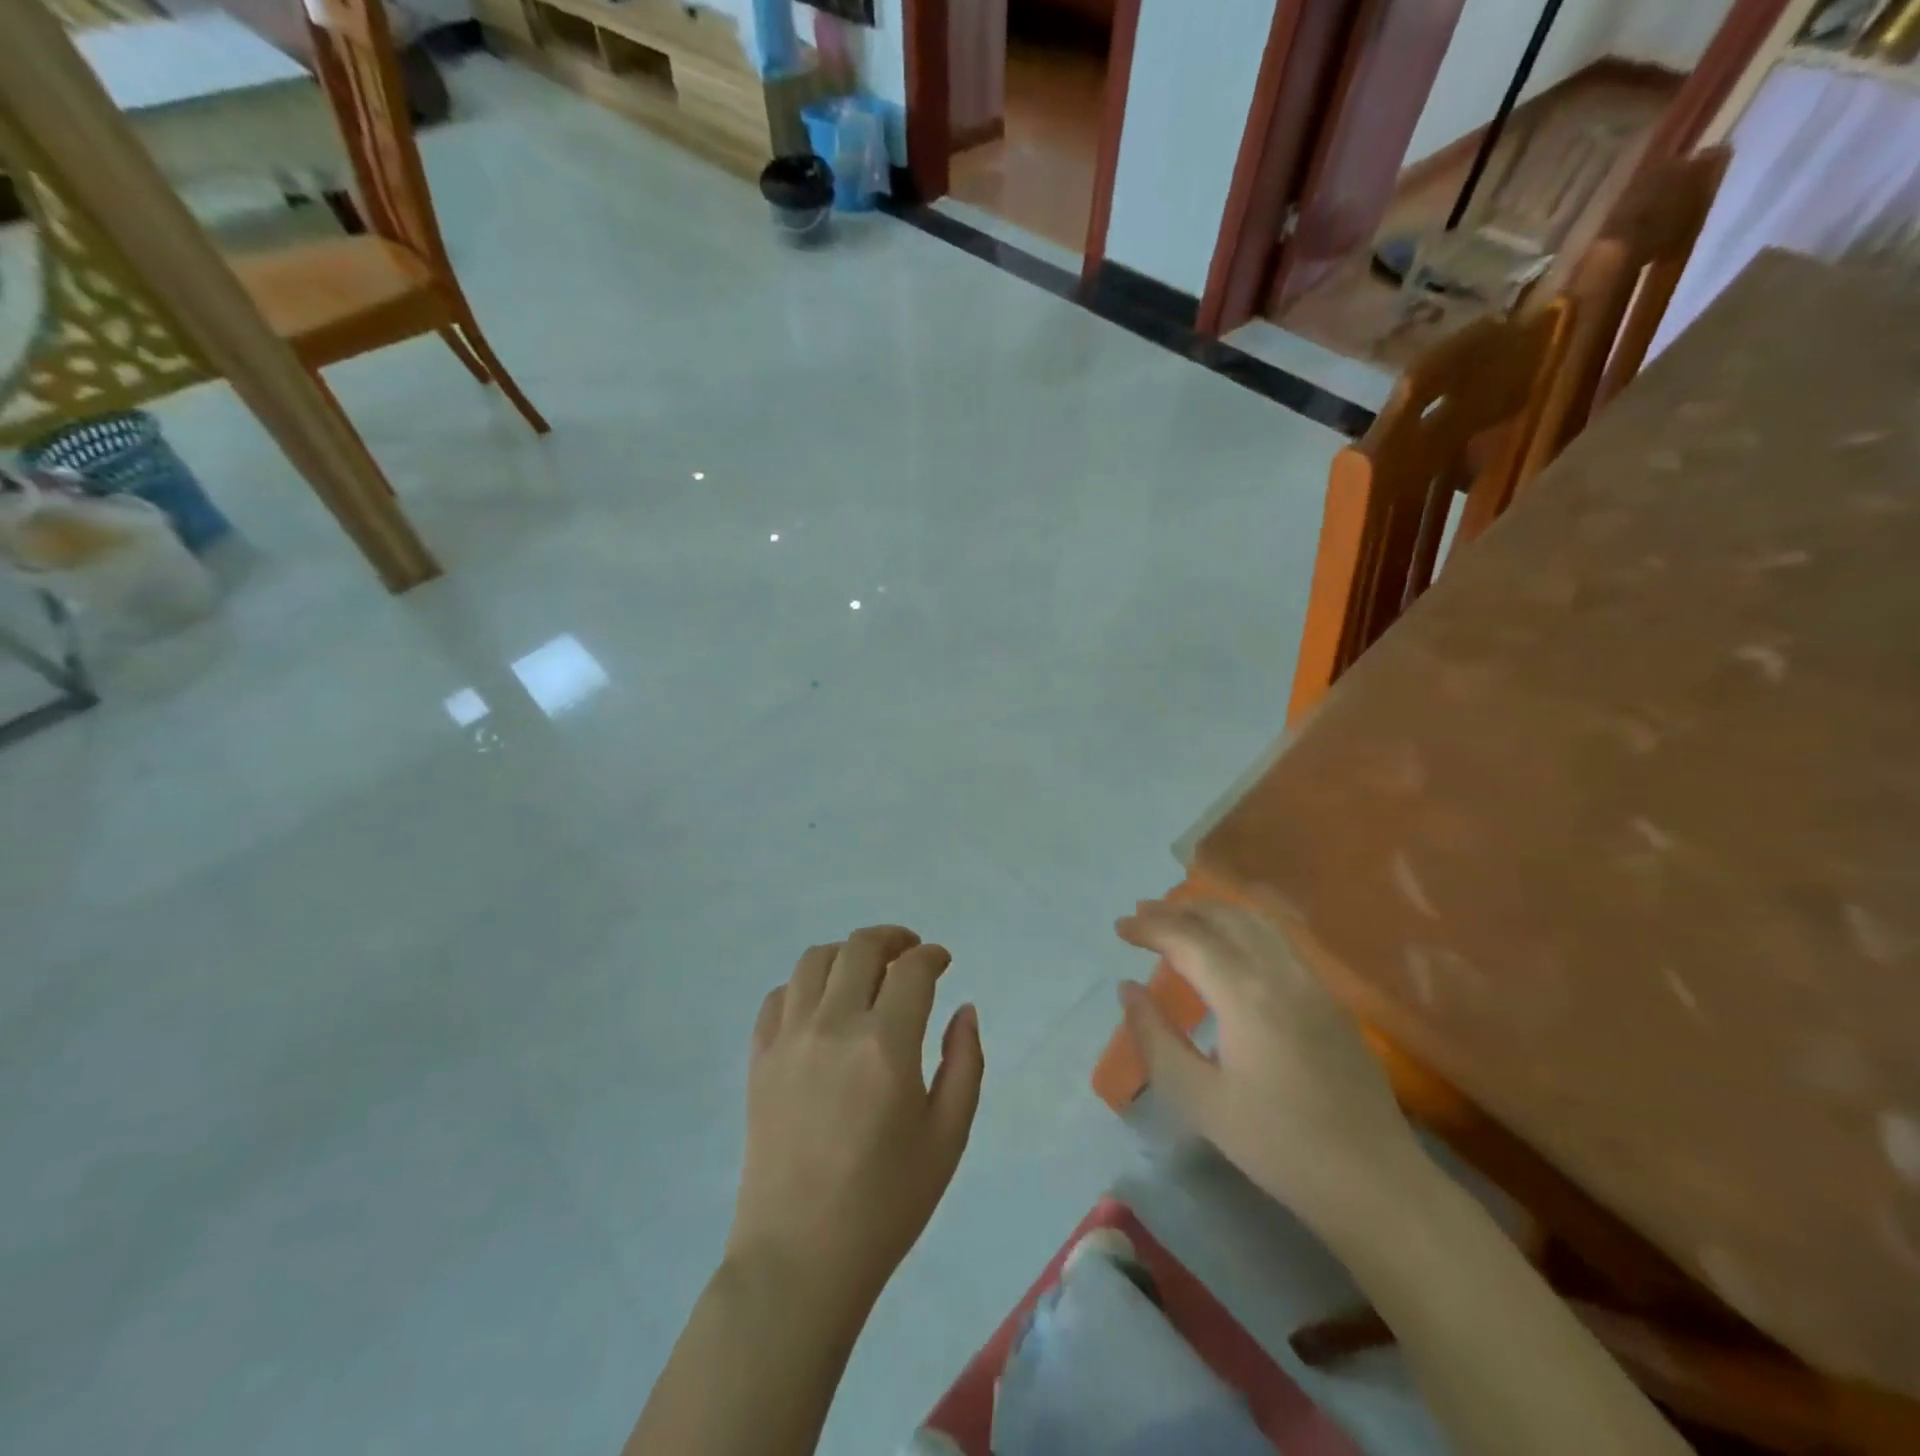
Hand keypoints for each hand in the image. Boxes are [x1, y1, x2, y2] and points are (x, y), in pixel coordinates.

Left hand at [727, 926, 984, 1319]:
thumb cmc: (886, 1203)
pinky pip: (779, 996)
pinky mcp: (758, 1058)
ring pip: (815, 960)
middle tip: (910, 954)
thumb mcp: (948, 1137)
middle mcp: (834, 1026)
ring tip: (865, 972)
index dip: (932, 955)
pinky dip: (805, 985)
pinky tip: (821, 1006)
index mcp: (886, 1045)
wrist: (800, 1258)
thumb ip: (965, 1063)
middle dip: (893, 939)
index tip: (942, 961)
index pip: (912, 970)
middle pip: (861, 947)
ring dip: (847, 954)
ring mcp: (789, 1039)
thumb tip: (963, 1009)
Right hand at [1117, 897, 1425, 1232]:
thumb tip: (1127, 989)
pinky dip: (1243, 926)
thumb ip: (1156, 1038)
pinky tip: (1233, 944)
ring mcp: (1312, 982)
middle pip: (1224, 918)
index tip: (1120, 927)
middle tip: (1143, 914)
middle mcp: (1279, 973)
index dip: (1150, 927)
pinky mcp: (1330, 999)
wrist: (1374, 1182)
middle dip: (1178, 909)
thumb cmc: (1277, 1145)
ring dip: (1213, 912)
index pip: (1187, 939)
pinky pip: (1280, 940)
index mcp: (1244, 995)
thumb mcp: (1199, 1100)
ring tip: (1181, 917)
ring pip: (1256, 922)